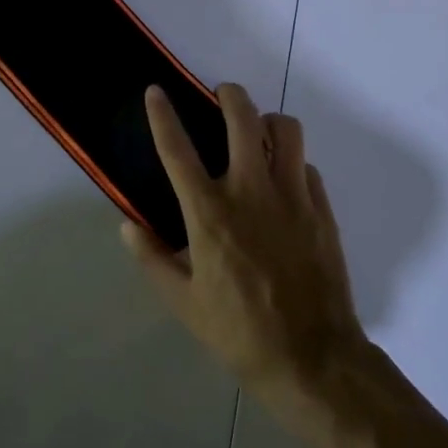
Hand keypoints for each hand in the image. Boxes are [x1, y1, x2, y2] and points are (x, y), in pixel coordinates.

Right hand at [124, 83, 367, 399]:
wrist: (312, 357)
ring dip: (268, 122)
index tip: (156, 91)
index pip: (178, 150)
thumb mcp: (184, 303)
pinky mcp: (320, 206)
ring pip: (286, 129)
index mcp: (210, 213)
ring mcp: (291, 194)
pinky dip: (292, 162)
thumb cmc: (239, 332)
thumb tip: (127, 225)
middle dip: (229, 95)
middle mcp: (251, 190)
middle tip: (222, 96)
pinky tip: (284, 181)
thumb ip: (153, 259)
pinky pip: (306, 164)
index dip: (163, 115)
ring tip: (259, 133)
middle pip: (242, 117)